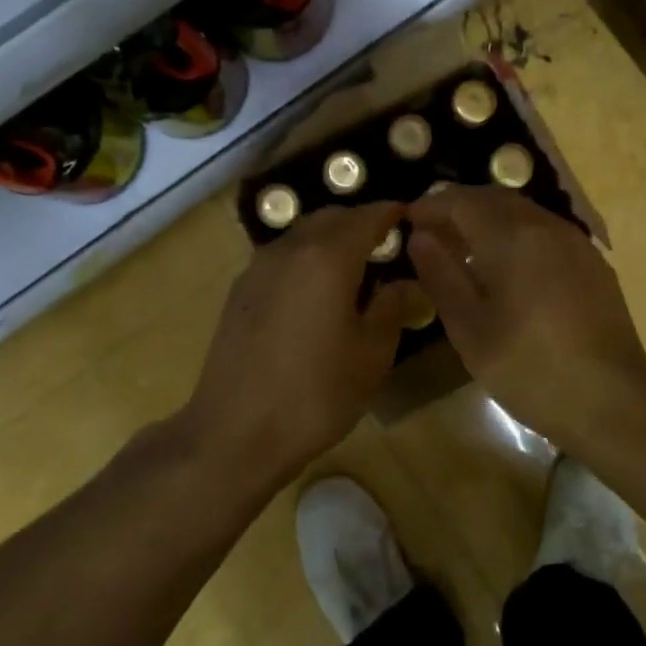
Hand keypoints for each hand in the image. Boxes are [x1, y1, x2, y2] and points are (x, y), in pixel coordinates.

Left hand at [185, 202, 419, 484]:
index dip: (392, 213)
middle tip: (386, 245)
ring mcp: (259, 266)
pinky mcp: (240, 289)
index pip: (367, 216)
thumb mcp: (371, 355)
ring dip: (331, 238)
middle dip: (361, 222)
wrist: (235, 432)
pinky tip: (316, 291)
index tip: (411, 218)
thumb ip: (392, 308)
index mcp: (328, 257)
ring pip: (303, 234)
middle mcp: (290, 248)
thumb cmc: (315, 394)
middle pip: (332, 217)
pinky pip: (283, 256)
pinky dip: (307, 257)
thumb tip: (404, 282)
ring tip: (354, 269)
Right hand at [405, 186, 645, 445]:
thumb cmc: (531, 368)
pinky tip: (506, 269)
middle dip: (458, 208)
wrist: (615, 400)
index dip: (431, 206)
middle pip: (493, 198)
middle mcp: (546, 226)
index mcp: (512, 237)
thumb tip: (420, 236)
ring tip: (464, 251)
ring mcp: (574, 242)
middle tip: (432, 234)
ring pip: (521, 212)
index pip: (462, 200)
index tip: (408, 222)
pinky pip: (544, 231)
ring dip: (487, 219)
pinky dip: (515, 234)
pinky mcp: (592, 262)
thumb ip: (441, 275)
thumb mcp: (470, 329)